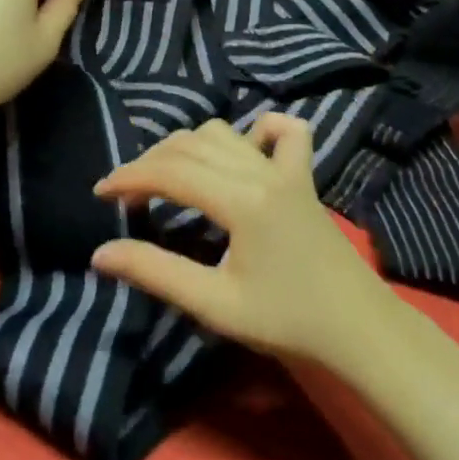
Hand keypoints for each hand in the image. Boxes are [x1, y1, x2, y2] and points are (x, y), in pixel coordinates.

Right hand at [89, 115, 394, 367]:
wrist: (357, 329)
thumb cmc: (285, 321)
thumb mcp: (215, 304)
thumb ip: (156, 272)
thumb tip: (101, 253)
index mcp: (241, 200)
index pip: (170, 172)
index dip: (129, 177)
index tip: (100, 194)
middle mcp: (261, 171)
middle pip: (190, 146)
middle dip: (150, 162)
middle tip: (128, 195)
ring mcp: (287, 168)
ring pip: (223, 134)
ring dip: (188, 147)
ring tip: (168, 178)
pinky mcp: (303, 175)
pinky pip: (282, 132)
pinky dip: (256, 131)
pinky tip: (242, 150)